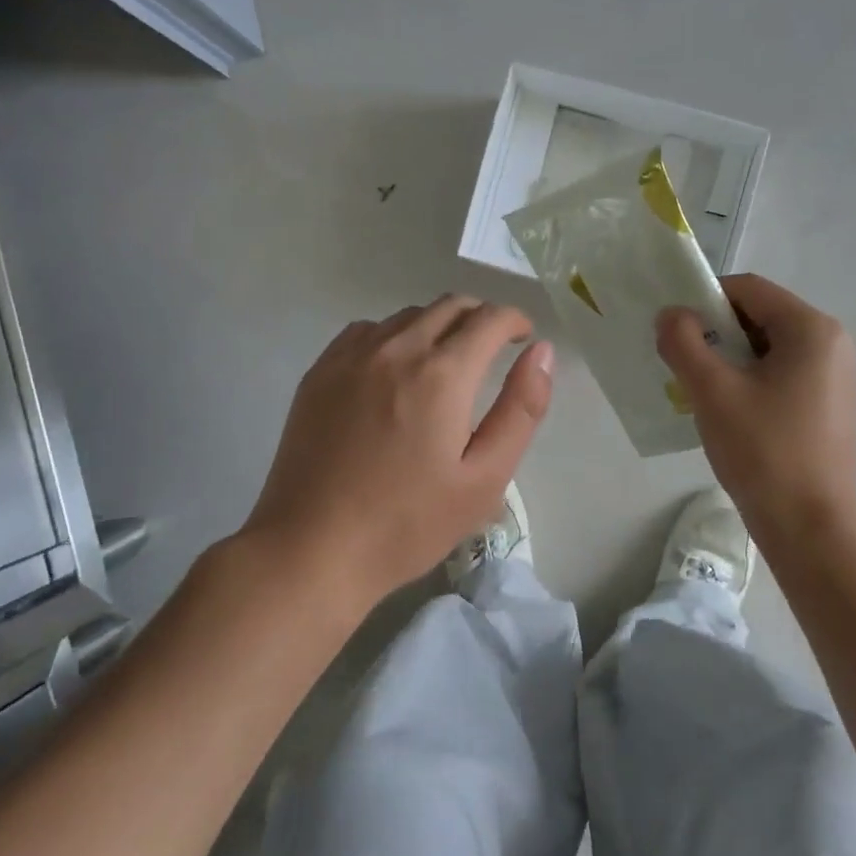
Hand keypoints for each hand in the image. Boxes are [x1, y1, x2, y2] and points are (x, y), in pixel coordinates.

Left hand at [243, 295, 553, 606]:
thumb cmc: (409, 523)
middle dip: (480, 318)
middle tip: (492, 350)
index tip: (523, 340)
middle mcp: (397, 349)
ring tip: (447, 362)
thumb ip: (521, 409)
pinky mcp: (320, 371)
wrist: (312, 549)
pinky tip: (395, 370)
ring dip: (439, 325)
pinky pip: (368, 330)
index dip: (515, 322)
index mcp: (442, 374)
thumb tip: (542, 352)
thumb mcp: (485, 477)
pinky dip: (395, 336)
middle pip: (450, 306)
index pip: (489, 319)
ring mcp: (351, 356)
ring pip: (409, 315)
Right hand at [657, 274, 855, 543]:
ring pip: (770, 348)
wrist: (812, 530)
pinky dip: (752, 381)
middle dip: (717, 332)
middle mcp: (833, 344)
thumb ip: (684, 343)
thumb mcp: (713, 392)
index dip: (705, 299)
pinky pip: (784, 375)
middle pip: (761, 316)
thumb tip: (671, 315)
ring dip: (731, 359)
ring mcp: (837, 377)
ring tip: (702, 391)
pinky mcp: (832, 406)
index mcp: (812, 330)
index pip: (749, 289)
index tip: (674, 329)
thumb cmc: (764, 453)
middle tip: (683, 363)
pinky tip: (730, 413)